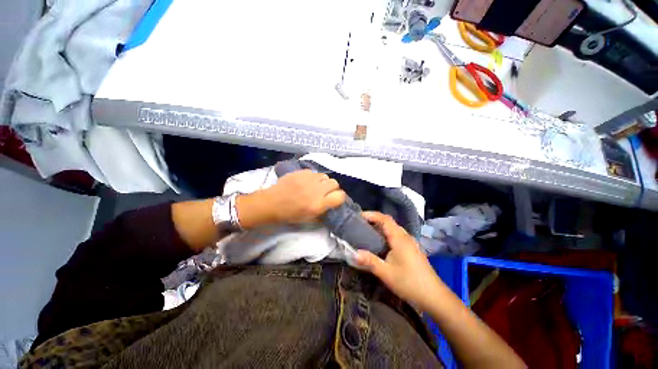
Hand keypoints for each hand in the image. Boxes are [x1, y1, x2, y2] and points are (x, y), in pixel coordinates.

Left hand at [240, 170, 346, 226]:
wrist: (271, 203)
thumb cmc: (290, 214)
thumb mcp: (309, 218)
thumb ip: (324, 210)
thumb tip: (332, 203)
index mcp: (318, 204)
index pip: (340, 196)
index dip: (339, 197)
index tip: (335, 199)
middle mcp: (316, 190)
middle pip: (335, 183)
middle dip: (332, 188)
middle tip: (325, 192)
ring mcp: (309, 179)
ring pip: (325, 176)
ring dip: (323, 182)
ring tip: (315, 186)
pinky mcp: (301, 172)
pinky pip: (314, 172)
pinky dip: (313, 177)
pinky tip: (306, 182)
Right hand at [356, 211, 444, 311]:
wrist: (434, 296)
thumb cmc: (410, 283)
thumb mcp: (386, 273)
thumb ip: (370, 261)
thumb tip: (353, 253)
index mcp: (399, 238)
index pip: (385, 219)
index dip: (371, 215)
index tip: (359, 216)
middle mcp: (405, 236)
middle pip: (388, 222)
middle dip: (374, 220)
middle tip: (360, 224)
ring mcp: (409, 242)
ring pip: (392, 229)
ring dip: (380, 227)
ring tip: (366, 232)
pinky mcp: (411, 249)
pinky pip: (396, 236)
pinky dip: (385, 235)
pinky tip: (379, 244)